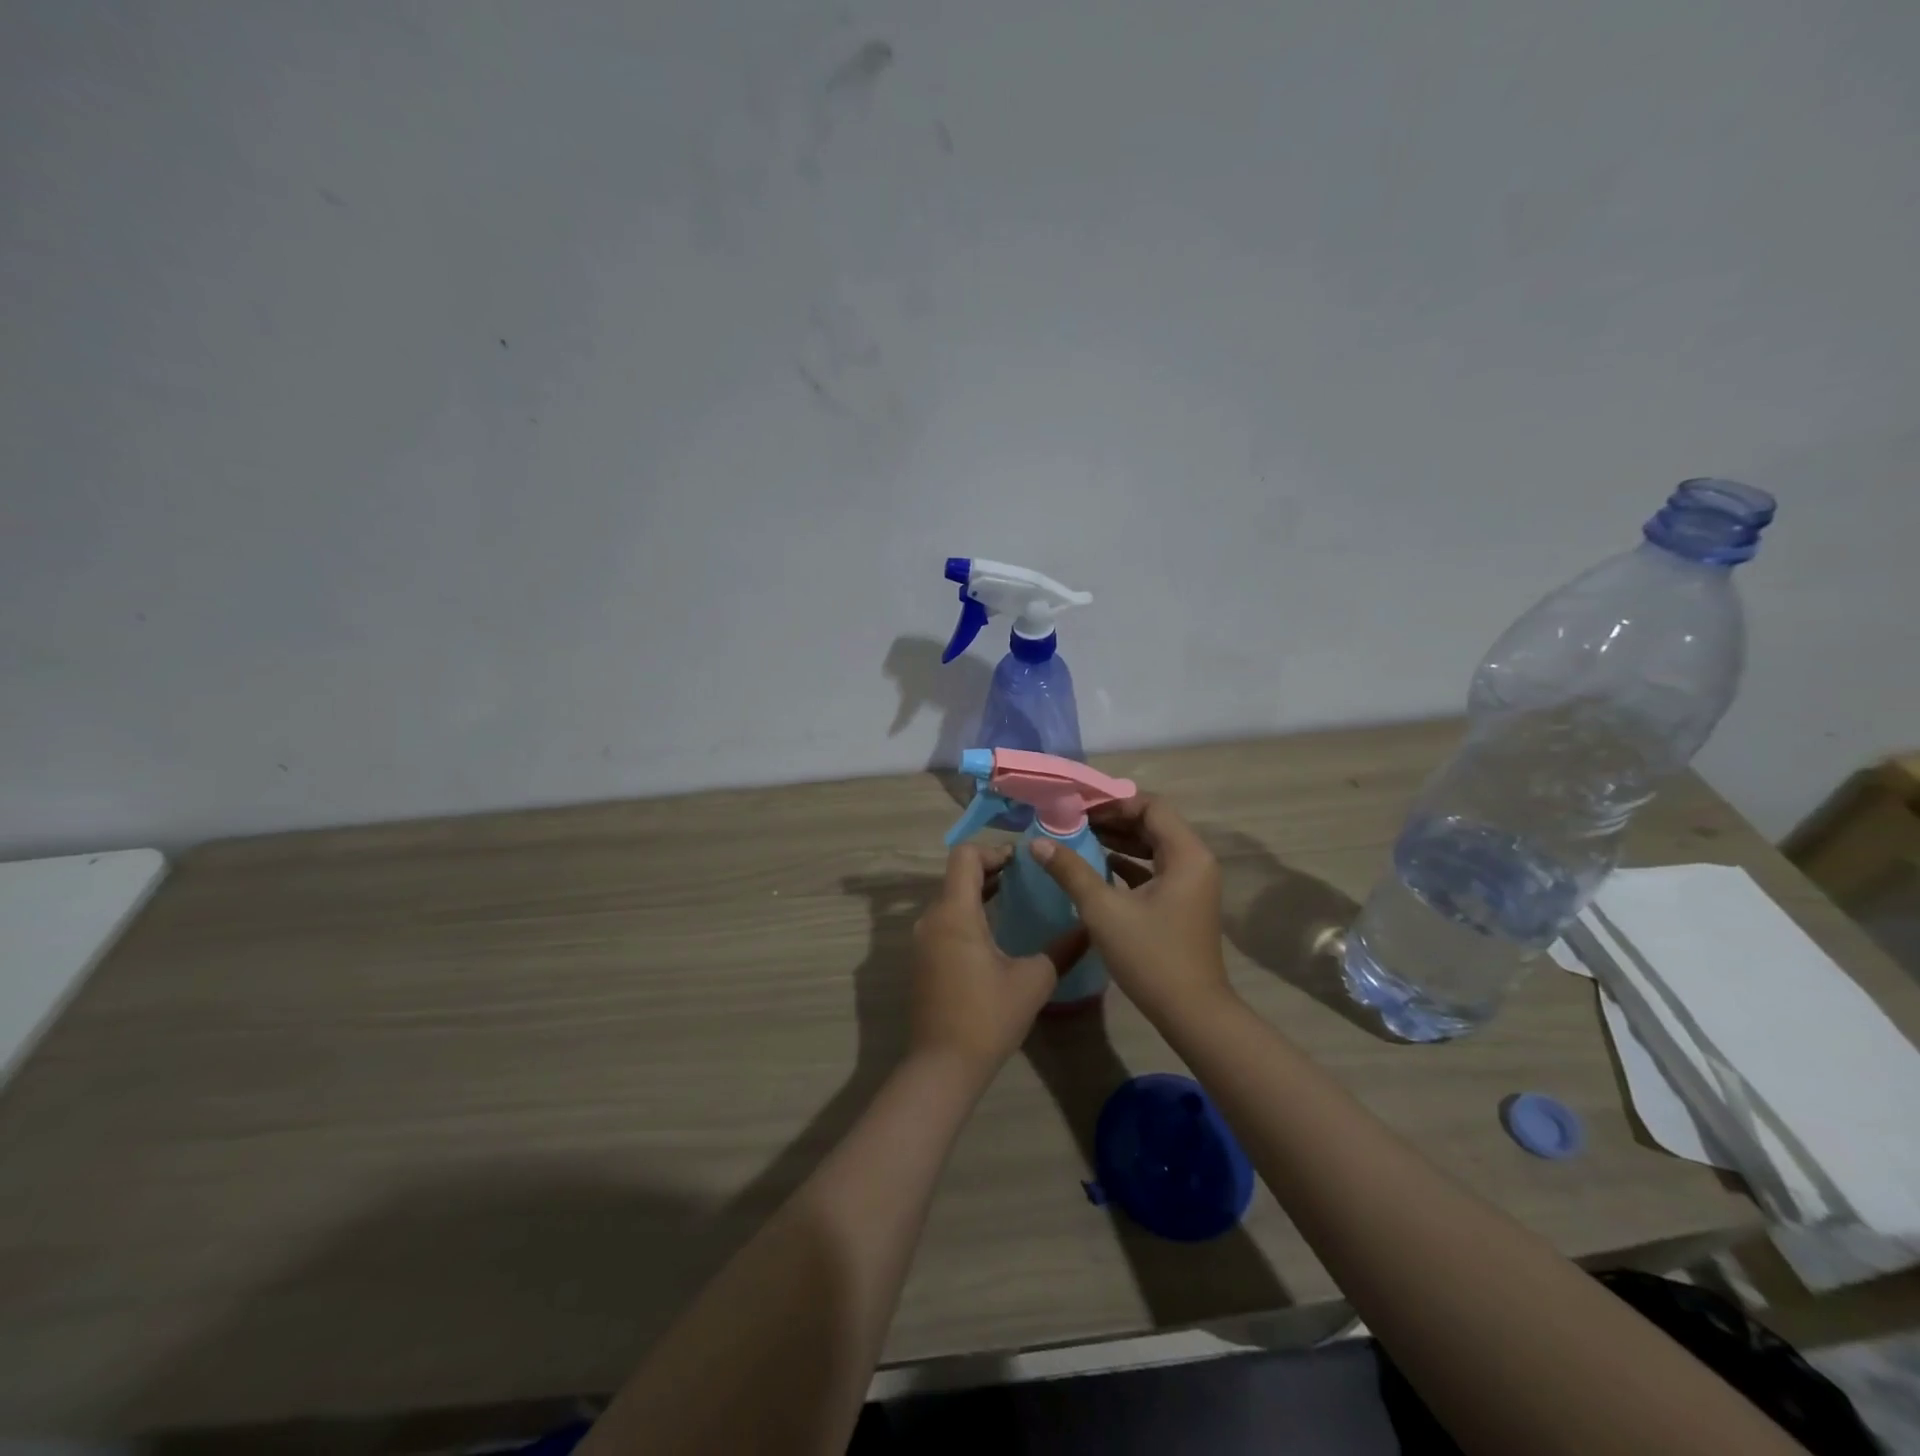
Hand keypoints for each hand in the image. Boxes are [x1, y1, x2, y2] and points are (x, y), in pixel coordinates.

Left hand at [909, 845, 1087, 1078]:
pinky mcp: (922, 960)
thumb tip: (1089, 927)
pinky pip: (945, 921)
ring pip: (950, 898)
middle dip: (991, 869)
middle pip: (957, 875)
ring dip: (979, 892)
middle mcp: (932, 919)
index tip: (1022, 862)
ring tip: (1015, 898)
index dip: (993, 850)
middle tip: (1026, 877)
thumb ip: (1063, 949)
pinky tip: (995, 932)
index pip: (964, 856)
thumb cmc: (988, 1017)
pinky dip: (968, 913)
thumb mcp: (1034, 980)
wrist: (942, 1066)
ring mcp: (923, 940)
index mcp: (955, 913)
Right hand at [1029, 795, 1232, 1024]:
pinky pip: (1155, 869)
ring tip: (1079, 837)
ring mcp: (1192, 883)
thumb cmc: (1151, 956)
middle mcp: (1195, 861)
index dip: (1113, 802)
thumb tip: (1037, 843)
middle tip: (1073, 819)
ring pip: (1153, 846)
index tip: (1078, 805)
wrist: (1192, 1013)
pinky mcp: (1183, 902)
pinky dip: (1128, 863)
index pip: (1151, 806)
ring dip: (1119, 840)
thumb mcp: (1104, 911)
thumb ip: (1071, 871)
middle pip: (1153, 823)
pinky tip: (1098, 865)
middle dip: (1113, 819)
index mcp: (1186, 854)